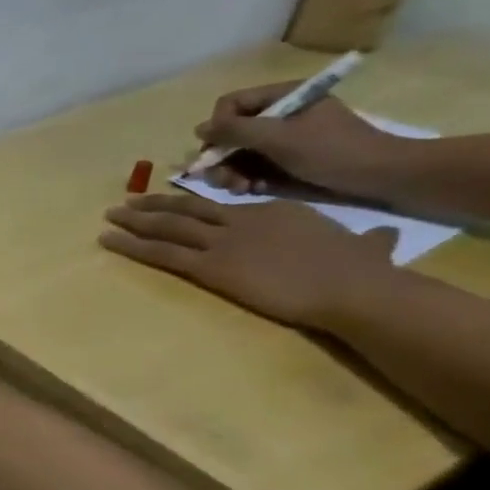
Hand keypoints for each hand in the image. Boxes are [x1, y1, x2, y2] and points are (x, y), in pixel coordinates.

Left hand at [101, 193, 398, 327]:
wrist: (353, 286)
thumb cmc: (363, 271)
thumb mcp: (367, 246)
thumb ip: (369, 241)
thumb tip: (382, 239)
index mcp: (276, 211)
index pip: (225, 205)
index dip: (194, 205)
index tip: (174, 204)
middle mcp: (242, 219)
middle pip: (187, 209)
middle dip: (153, 205)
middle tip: (126, 202)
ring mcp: (222, 241)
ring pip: (166, 226)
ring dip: (133, 220)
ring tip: (109, 216)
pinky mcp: (209, 265)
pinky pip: (160, 252)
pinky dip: (130, 245)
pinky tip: (108, 240)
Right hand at [195, 80, 411, 196]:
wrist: (382, 177)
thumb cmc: (333, 150)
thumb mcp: (280, 137)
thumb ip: (236, 130)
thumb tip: (199, 129)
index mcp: (282, 98)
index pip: (229, 105)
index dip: (218, 127)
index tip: (220, 149)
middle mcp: (276, 116)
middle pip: (227, 133)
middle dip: (221, 158)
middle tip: (224, 179)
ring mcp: (279, 140)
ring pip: (233, 154)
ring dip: (229, 173)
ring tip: (240, 188)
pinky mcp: (282, 162)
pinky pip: (248, 168)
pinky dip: (245, 181)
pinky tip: (254, 190)